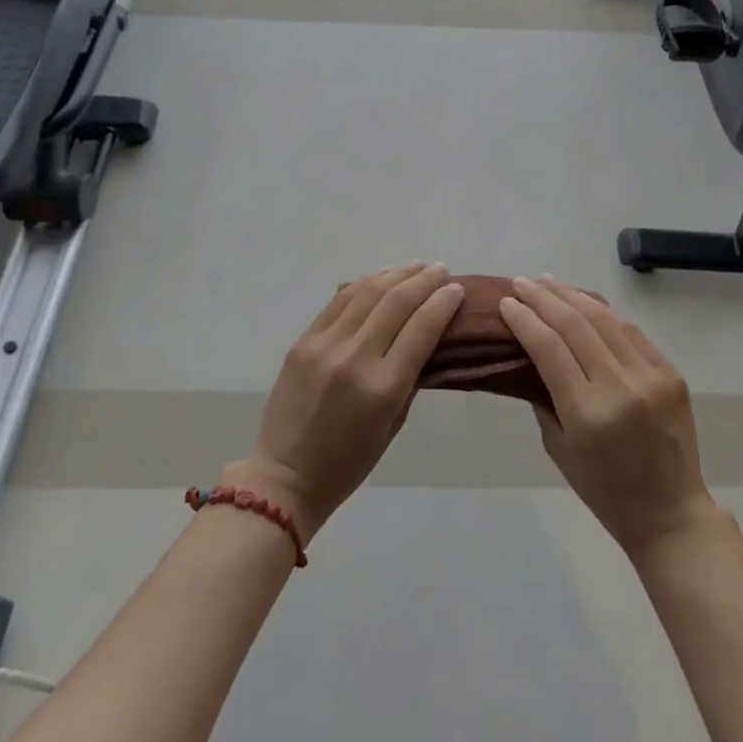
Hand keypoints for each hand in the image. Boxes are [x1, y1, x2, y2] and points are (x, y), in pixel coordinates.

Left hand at [233, 263, 464, 542]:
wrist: (285, 475)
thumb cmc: (348, 462)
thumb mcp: (393, 424)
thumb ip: (410, 377)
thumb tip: (426, 336)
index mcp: (383, 387)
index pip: (421, 329)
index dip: (443, 303)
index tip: (457, 289)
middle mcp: (355, 358)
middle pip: (397, 303)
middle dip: (424, 281)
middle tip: (442, 270)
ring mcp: (325, 345)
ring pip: (367, 294)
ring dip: (396, 275)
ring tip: (416, 266)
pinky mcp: (303, 341)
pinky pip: (338, 301)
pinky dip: (363, 283)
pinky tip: (380, 275)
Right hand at [500, 276, 718, 557]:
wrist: (670, 511)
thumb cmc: (604, 489)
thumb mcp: (559, 449)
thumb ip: (544, 397)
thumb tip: (531, 353)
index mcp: (587, 412)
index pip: (549, 348)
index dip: (524, 320)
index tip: (505, 302)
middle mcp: (620, 387)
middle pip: (576, 324)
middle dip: (544, 298)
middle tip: (522, 282)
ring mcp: (650, 376)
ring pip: (606, 320)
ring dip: (573, 296)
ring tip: (548, 281)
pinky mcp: (670, 373)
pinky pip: (631, 333)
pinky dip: (605, 315)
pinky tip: (586, 304)